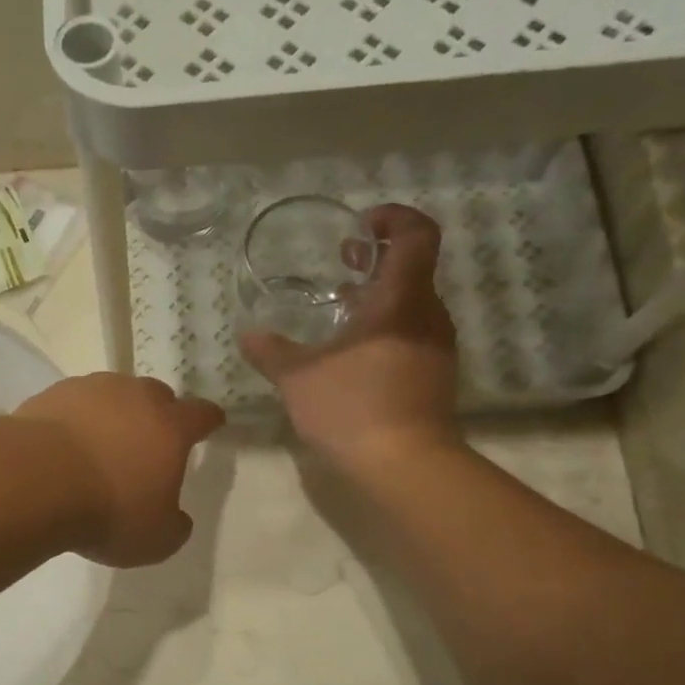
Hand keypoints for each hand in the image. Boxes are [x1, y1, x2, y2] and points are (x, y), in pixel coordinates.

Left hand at [15, 374, 225, 566]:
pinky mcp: (53, 394)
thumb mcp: (156, 539)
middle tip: (150, 439)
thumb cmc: (108, 510)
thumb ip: (174, 526)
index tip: (211, 423)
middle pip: (157, 396)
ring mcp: (91, 389)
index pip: (201, 415)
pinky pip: (74, 404)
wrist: (37, 480)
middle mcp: (135, 397)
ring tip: (102, 442)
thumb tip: (176, 517)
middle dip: (159, 414)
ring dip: (114, 414)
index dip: (208, 420)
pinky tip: (65, 444)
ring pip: (113, 394)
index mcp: (171, 427)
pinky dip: (76, 419)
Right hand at [240, 204, 459, 467]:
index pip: (417, 234)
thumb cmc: (352, 408)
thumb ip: (272, 352)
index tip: (360, 228)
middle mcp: (427, 316)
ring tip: (340, 312)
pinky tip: (353, 355)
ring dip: (380, 298)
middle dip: (378, 260)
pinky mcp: (435, 376)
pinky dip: (386, 329)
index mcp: (401, 300)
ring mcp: (436, 347)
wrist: (405, 465)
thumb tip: (248, 334)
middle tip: (343, 264)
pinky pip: (412, 334)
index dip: (393, 219)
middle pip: (414, 268)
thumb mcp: (298, 378)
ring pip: (412, 304)